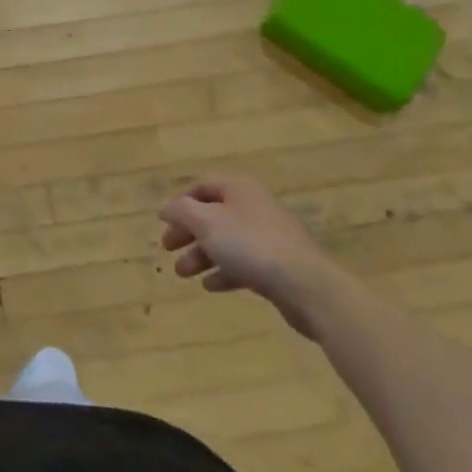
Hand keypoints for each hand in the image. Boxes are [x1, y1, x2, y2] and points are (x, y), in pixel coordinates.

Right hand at [158, 178, 347, 338]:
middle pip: (213, 215)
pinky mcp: (278, 265)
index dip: (181, 202)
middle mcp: (254, 207)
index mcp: (239, 189)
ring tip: (183, 274)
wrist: (306, 286)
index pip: (203, 186)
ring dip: (201, 255)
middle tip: (168, 249)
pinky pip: (244, 263)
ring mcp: (269, 237)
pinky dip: (224, 272)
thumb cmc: (250, 245)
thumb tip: (166, 207)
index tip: (164, 222)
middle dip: (188, 232)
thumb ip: (181, 211)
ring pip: (227, 241)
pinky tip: (210, 286)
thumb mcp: (206, 222)